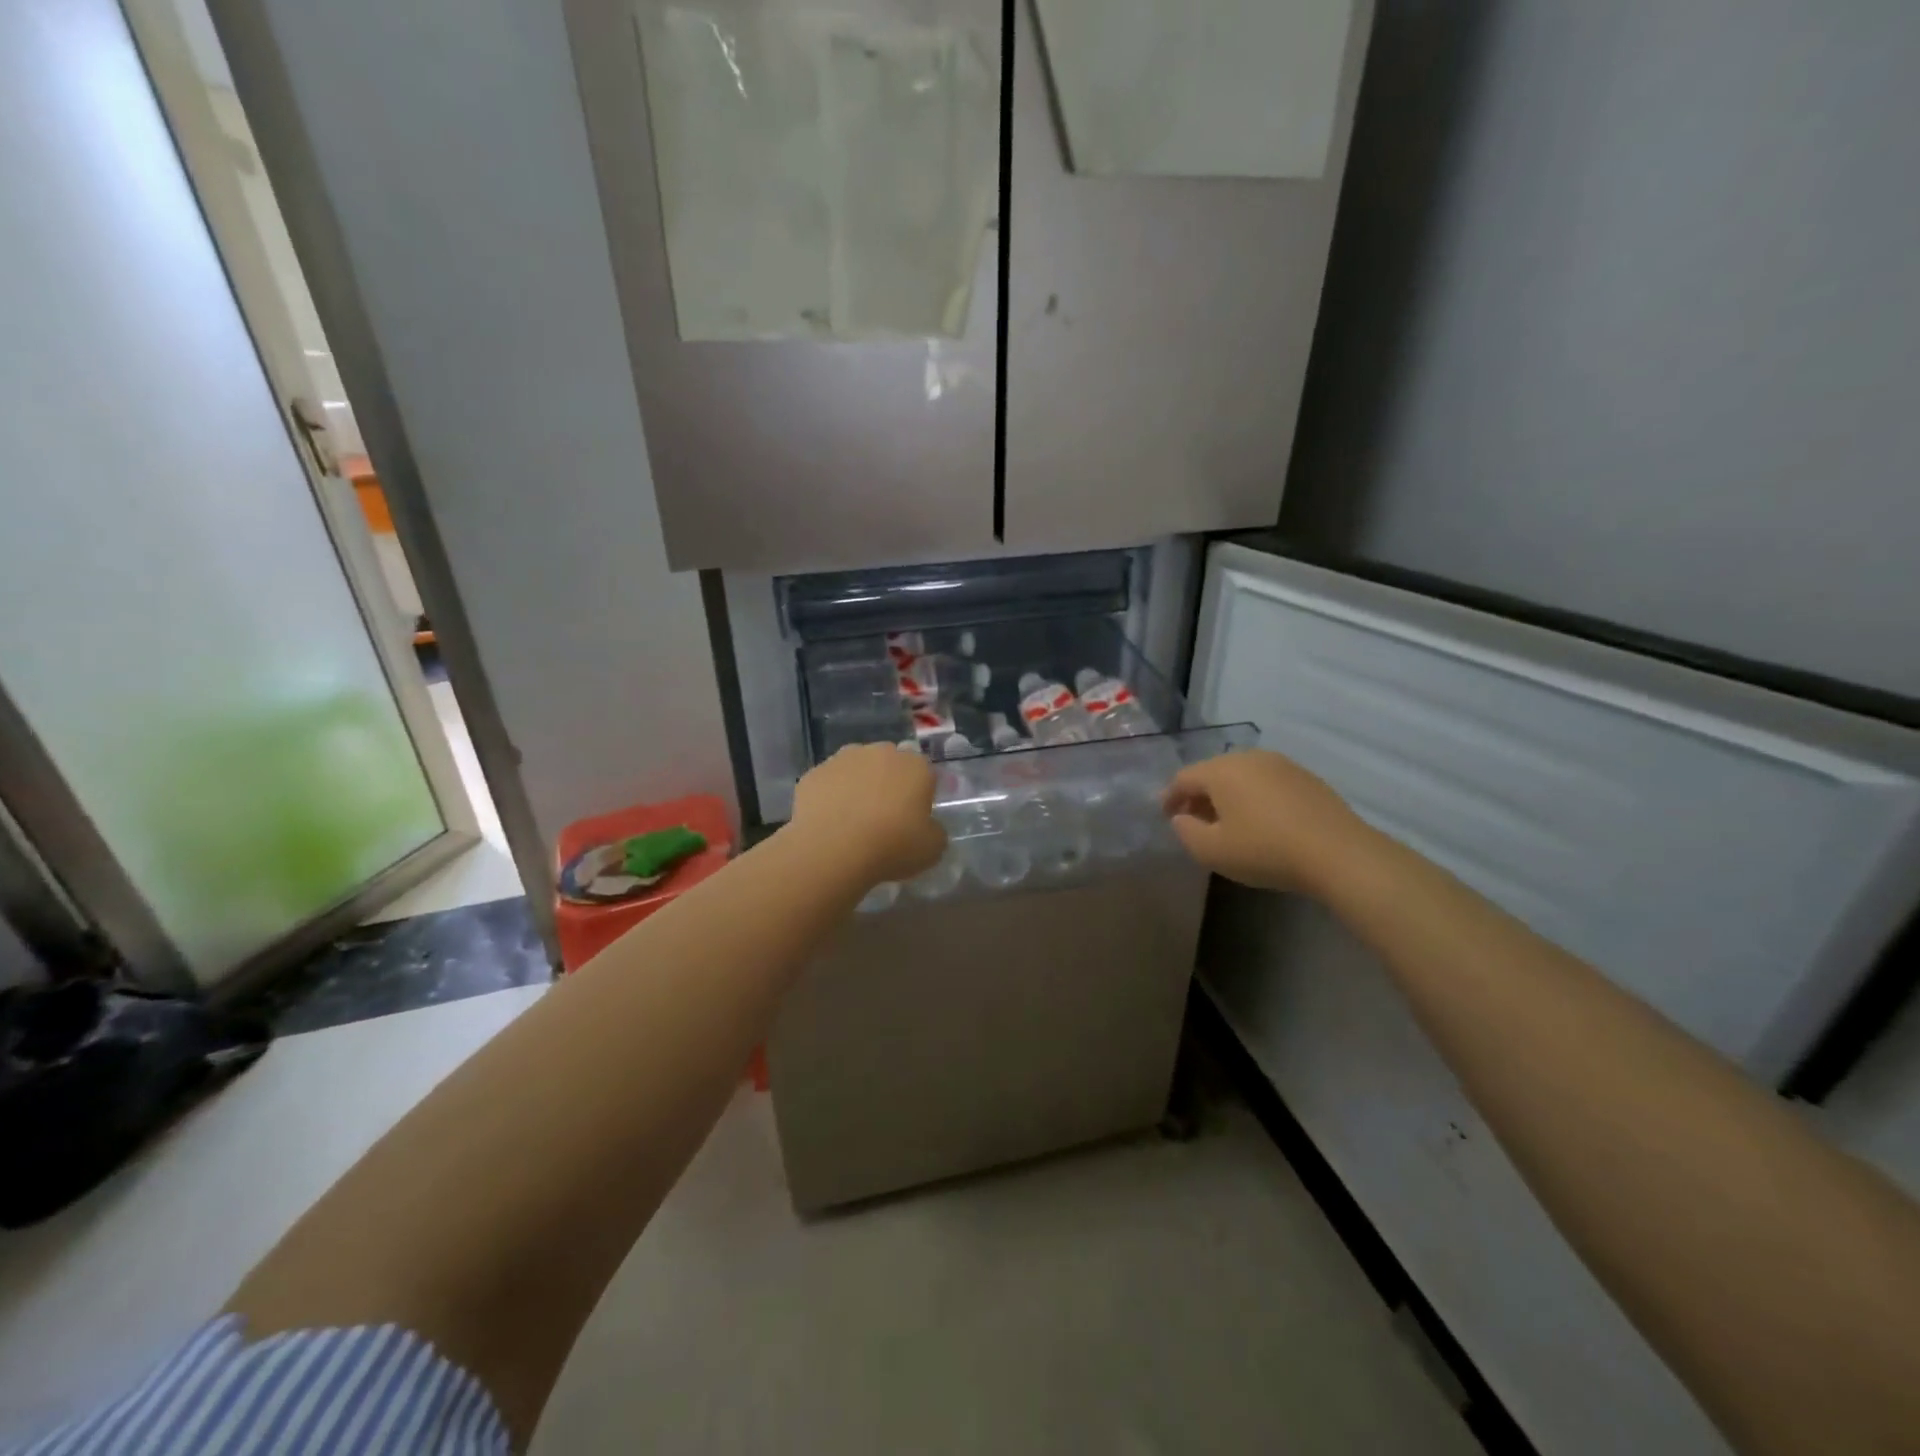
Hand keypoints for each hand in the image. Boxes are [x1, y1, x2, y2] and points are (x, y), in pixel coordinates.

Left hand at [790, 743, 946, 886]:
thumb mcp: (932, 849)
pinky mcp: (814, 772)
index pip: (925, 773)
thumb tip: (926, 827)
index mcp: (915, 766)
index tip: (914, 819)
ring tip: (853, 820)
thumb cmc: (891, 846)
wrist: (832, 848)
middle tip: (884, 818)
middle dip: (889, 784)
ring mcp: (843, 759)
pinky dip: (831, 797)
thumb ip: (934, 831)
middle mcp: (881, 752)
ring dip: (858, 786)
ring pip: (857, 769)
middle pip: (890, 764)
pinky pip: (829, 783)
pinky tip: (829, 823)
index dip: (921, 795)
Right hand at [1161, 749, 1372, 895]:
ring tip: (1227, 822)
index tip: (1165, 817)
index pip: (1183, 778)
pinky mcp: (1307, 778)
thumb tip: (1181, 818)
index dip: (1169, 798)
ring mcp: (1282, 765)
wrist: (1338, 854)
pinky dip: (1255, 797)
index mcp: (1221, 770)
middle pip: (1213, 772)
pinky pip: (1267, 783)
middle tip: (1194, 820)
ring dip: (1228, 796)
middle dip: (1199, 795)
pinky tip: (1261, 821)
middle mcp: (1249, 758)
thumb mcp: (1212, 851)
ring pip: (1242, 776)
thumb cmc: (1265, 850)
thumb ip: (1186, 832)